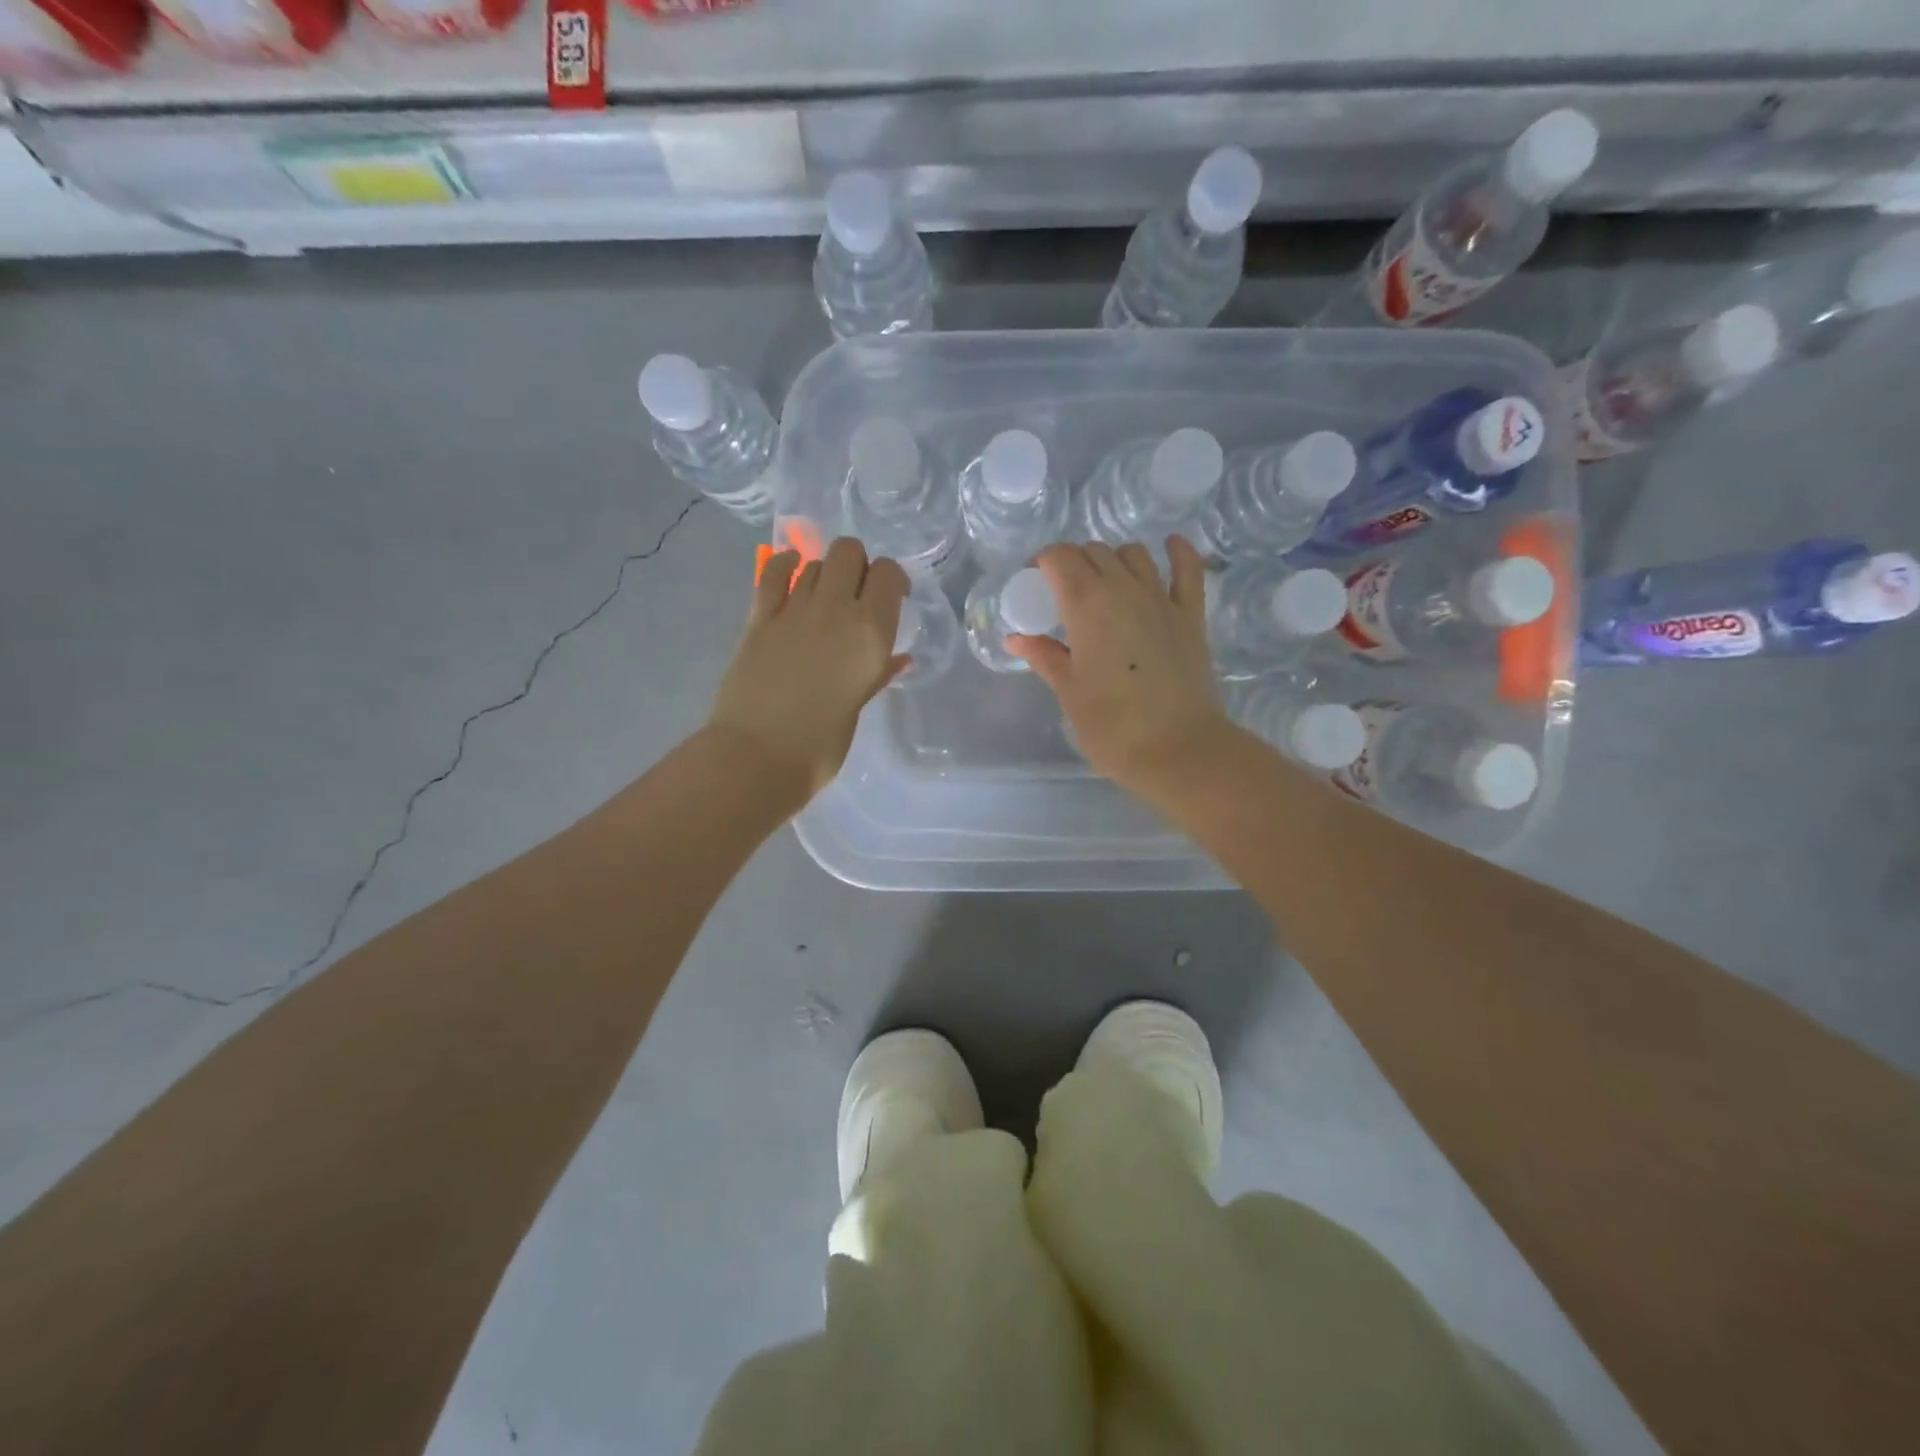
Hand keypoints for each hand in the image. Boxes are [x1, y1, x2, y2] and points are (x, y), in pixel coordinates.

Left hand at [704, 538, 909, 804]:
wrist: (759, 756)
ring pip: (815, 561)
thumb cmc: (821, 744)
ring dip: (824, 572)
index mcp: (872, 633)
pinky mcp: (759, 617)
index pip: (889, 573)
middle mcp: (836, 610)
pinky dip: (785, 566)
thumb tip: (899, 659)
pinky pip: (773, 572)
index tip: (891, 597)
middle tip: (856, 594)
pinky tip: (790, 574)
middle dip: (857, 565)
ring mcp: (794, 610)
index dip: (892, 579)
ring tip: (822, 599)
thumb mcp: (859, 705)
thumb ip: (879, 674)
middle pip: (849, 551)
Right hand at [1007, 537, 1233, 794]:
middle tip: (1063, 591)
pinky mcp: (1191, 615)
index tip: (1034, 582)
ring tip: (1104, 582)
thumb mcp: (1069, 692)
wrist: (1178, 749)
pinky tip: (1169, 545)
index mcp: (1086, 606)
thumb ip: (1045, 656)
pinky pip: (1188, 568)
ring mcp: (1161, 599)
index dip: (1043, 562)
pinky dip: (1177, 551)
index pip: (1060, 558)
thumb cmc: (1112, 727)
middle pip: (1094, 552)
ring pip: (1134, 554)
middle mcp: (1124, 589)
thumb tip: (1017, 638)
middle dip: (1073, 562)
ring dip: (1113, 558)